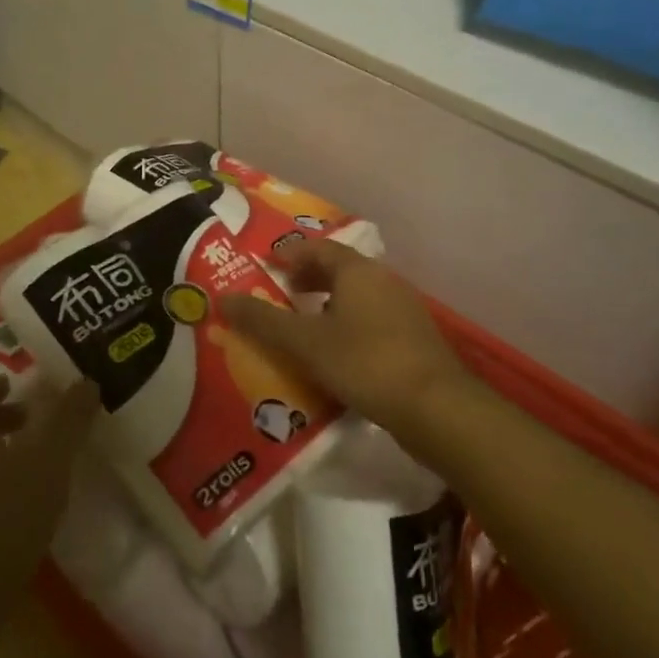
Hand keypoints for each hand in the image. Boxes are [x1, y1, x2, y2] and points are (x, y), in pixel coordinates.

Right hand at [220, 240, 465, 446]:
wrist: (436, 409)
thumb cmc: (365, 362)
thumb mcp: (305, 343)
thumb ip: (263, 321)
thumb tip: (221, 299)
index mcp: (358, 272)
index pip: (318, 248)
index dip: (290, 254)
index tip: (266, 265)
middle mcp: (384, 282)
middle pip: (339, 271)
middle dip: (307, 280)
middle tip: (279, 295)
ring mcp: (404, 311)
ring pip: (356, 298)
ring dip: (327, 306)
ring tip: (301, 328)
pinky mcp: (414, 340)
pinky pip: (371, 322)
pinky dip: (346, 327)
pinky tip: (334, 355)